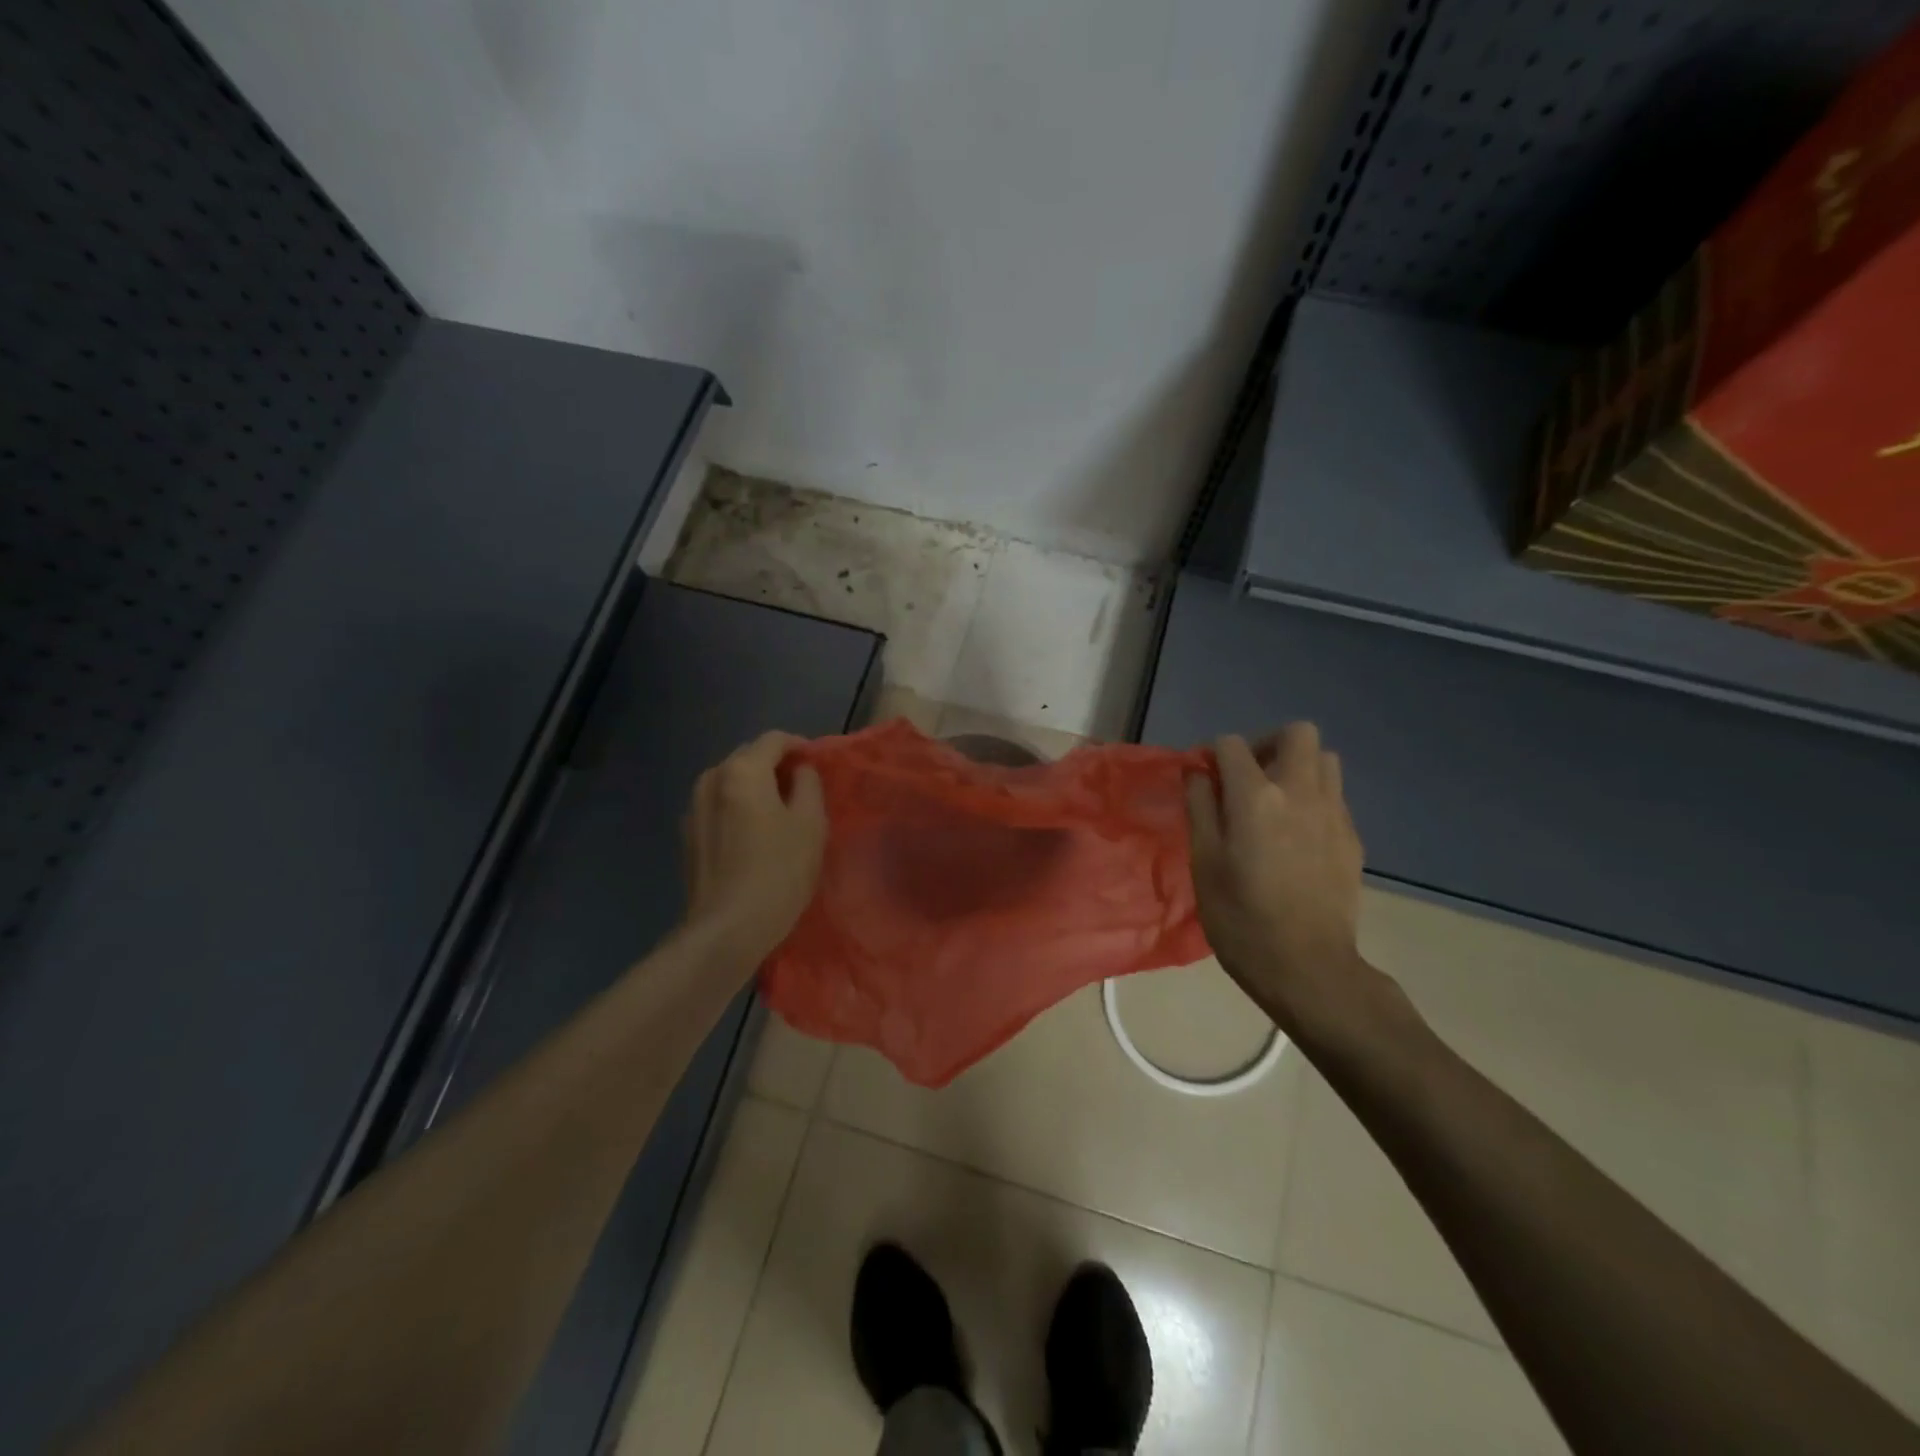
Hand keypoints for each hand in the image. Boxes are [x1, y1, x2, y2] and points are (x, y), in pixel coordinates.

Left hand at [681, 732, 827, 967]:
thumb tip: (801, 771)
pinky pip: (718, 805)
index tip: (817, 762)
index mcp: (742, 771)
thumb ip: (809, 784)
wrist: (727, 927)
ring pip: (730, 781)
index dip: (799, 745)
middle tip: (802, 786)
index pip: (773, 740)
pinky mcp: (688, 835)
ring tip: (778, 809)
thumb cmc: (779, 871)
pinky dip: (738, 806)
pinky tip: (753, 832)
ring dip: (755, 785)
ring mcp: (693, 807)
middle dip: (775, 764)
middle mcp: (711, 779)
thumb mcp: (810, 824)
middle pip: (748, 757)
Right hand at [1186, 725, 1368, 1037]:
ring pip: (1325, 760)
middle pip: (1296, 733)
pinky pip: (1334, 796)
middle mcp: (1301, 792)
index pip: (1232, 744)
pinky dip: (1312, 798)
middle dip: (1267, 744)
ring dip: (1296, 767)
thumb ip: (1200, 808)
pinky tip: (1295, 836)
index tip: (1202, 780)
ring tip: (1274, 802)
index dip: (1211, 755)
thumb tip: (1198, 773)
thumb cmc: (1240, 918)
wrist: (1307, 967)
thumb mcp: (1203, 862)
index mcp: (1256, 797)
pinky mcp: (1352, 838)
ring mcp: (1334, 814)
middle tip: (1247, 777)